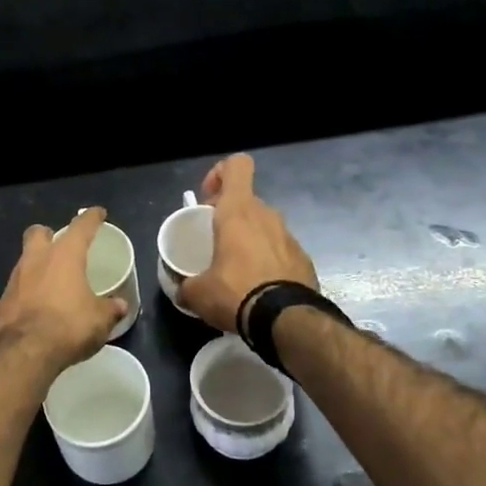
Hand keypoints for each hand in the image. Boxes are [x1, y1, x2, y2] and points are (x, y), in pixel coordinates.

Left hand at [0, 207, 125, 369]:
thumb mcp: (99, 320)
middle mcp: (36, 260)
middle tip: (61, 246)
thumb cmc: (68, 326)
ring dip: (37, 266)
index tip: (97, 213)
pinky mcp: (2, 301)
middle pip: (39, 233)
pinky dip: (27, 293)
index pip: (81, 227)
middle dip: (49, 235)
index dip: (91, 218)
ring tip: (52, 282)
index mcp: (64, 256)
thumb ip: (110, 309)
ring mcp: (15, 279)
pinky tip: (36, 308)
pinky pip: (17, 289)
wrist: (23, 352)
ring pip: (25, 260)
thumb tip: (120, 305)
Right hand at [178, 154, 317, 334]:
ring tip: (236, 271)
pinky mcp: (304, 259)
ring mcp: (290, 236)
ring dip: (249, 240)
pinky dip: (268, 261)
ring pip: (264, 226)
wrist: (287, 320)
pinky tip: (259, 288)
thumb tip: (182, 290)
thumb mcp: (198, 293)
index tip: (207, 200)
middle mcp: (267, 215)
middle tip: (215, 243)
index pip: (237, 165)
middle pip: (246, 201)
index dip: (220, 173)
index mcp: (239, 211)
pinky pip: (280, 250)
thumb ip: (186, 285)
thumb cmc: (236, 292)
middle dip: (230, 217)